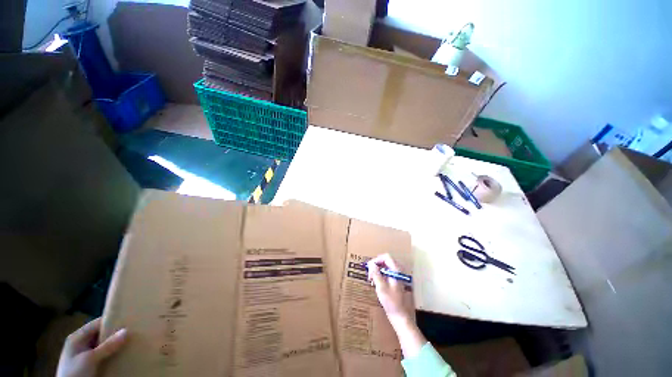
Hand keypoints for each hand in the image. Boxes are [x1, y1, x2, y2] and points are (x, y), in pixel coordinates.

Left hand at [56, 318, 127, 376]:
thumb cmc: (74, 373)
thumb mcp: (90, 359)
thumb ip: (107, 346)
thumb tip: (127, 330)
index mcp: (77, 337)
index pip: (97, 323)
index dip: (112, 321)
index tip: (129, 321)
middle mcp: (80, 343)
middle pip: (101, 335)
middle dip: (115, 335)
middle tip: (133, 333)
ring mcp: (84, 355)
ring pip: (103, 346)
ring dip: (114, 346)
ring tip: (130, 344)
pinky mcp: (89, 365)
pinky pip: (103, 356)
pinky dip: (111, 355)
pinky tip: (121, 356)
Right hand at [367, 254, 411, 325]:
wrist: (399, 315)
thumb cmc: (391, 302)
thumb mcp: (381, 287)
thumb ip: (376, 274)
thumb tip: (371, 264)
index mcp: (396, 271)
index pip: (386, 257)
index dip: (377, 259)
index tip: (370, 267)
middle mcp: (397, 271)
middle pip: (385, 261)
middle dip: (376, 265)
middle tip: (369, 274)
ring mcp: (396, 276)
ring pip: (385, 267)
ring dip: (377, 270)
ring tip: (371, 279)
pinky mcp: (394, 281)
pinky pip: (386, 273)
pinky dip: (380, 275)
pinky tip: (375, 283)